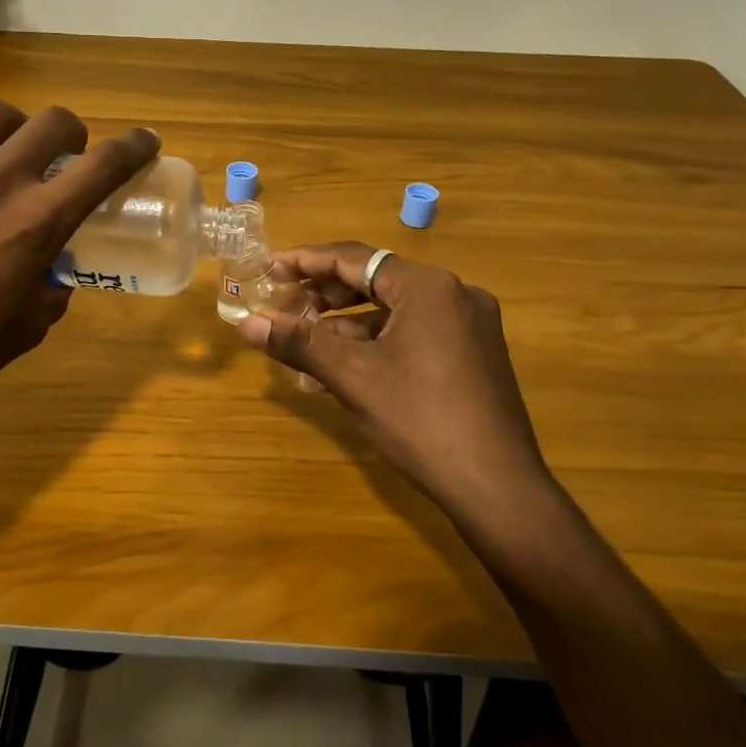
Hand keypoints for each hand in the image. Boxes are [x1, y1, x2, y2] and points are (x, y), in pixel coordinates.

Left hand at [0, 101, 158, 457]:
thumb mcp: (30, 325)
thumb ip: (52, 287)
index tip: (146, 141)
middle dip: (72, 133)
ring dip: (13, 130)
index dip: (134, 147)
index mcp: (36, 222)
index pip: (103, 165)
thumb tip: (53, 272)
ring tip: (4, 153)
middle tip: (65, 155)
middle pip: (52, 122)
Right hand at [239, 243, 552, 517]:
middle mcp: (455, 294)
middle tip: (284, 307)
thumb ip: (299, 343)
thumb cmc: (420, 421)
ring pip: (396, 309)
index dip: (306, 261)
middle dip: (326, 293)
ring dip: (348, 321)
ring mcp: (470, 325)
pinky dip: (378, 340)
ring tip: (306, 338)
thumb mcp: (353, 378)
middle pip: (376, 280)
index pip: (355, 258)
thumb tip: (247, 324)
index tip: (269, 268)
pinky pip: (416, 331)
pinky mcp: (475, 353)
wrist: (498, 488)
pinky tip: (346, 363)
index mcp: (428, 287)